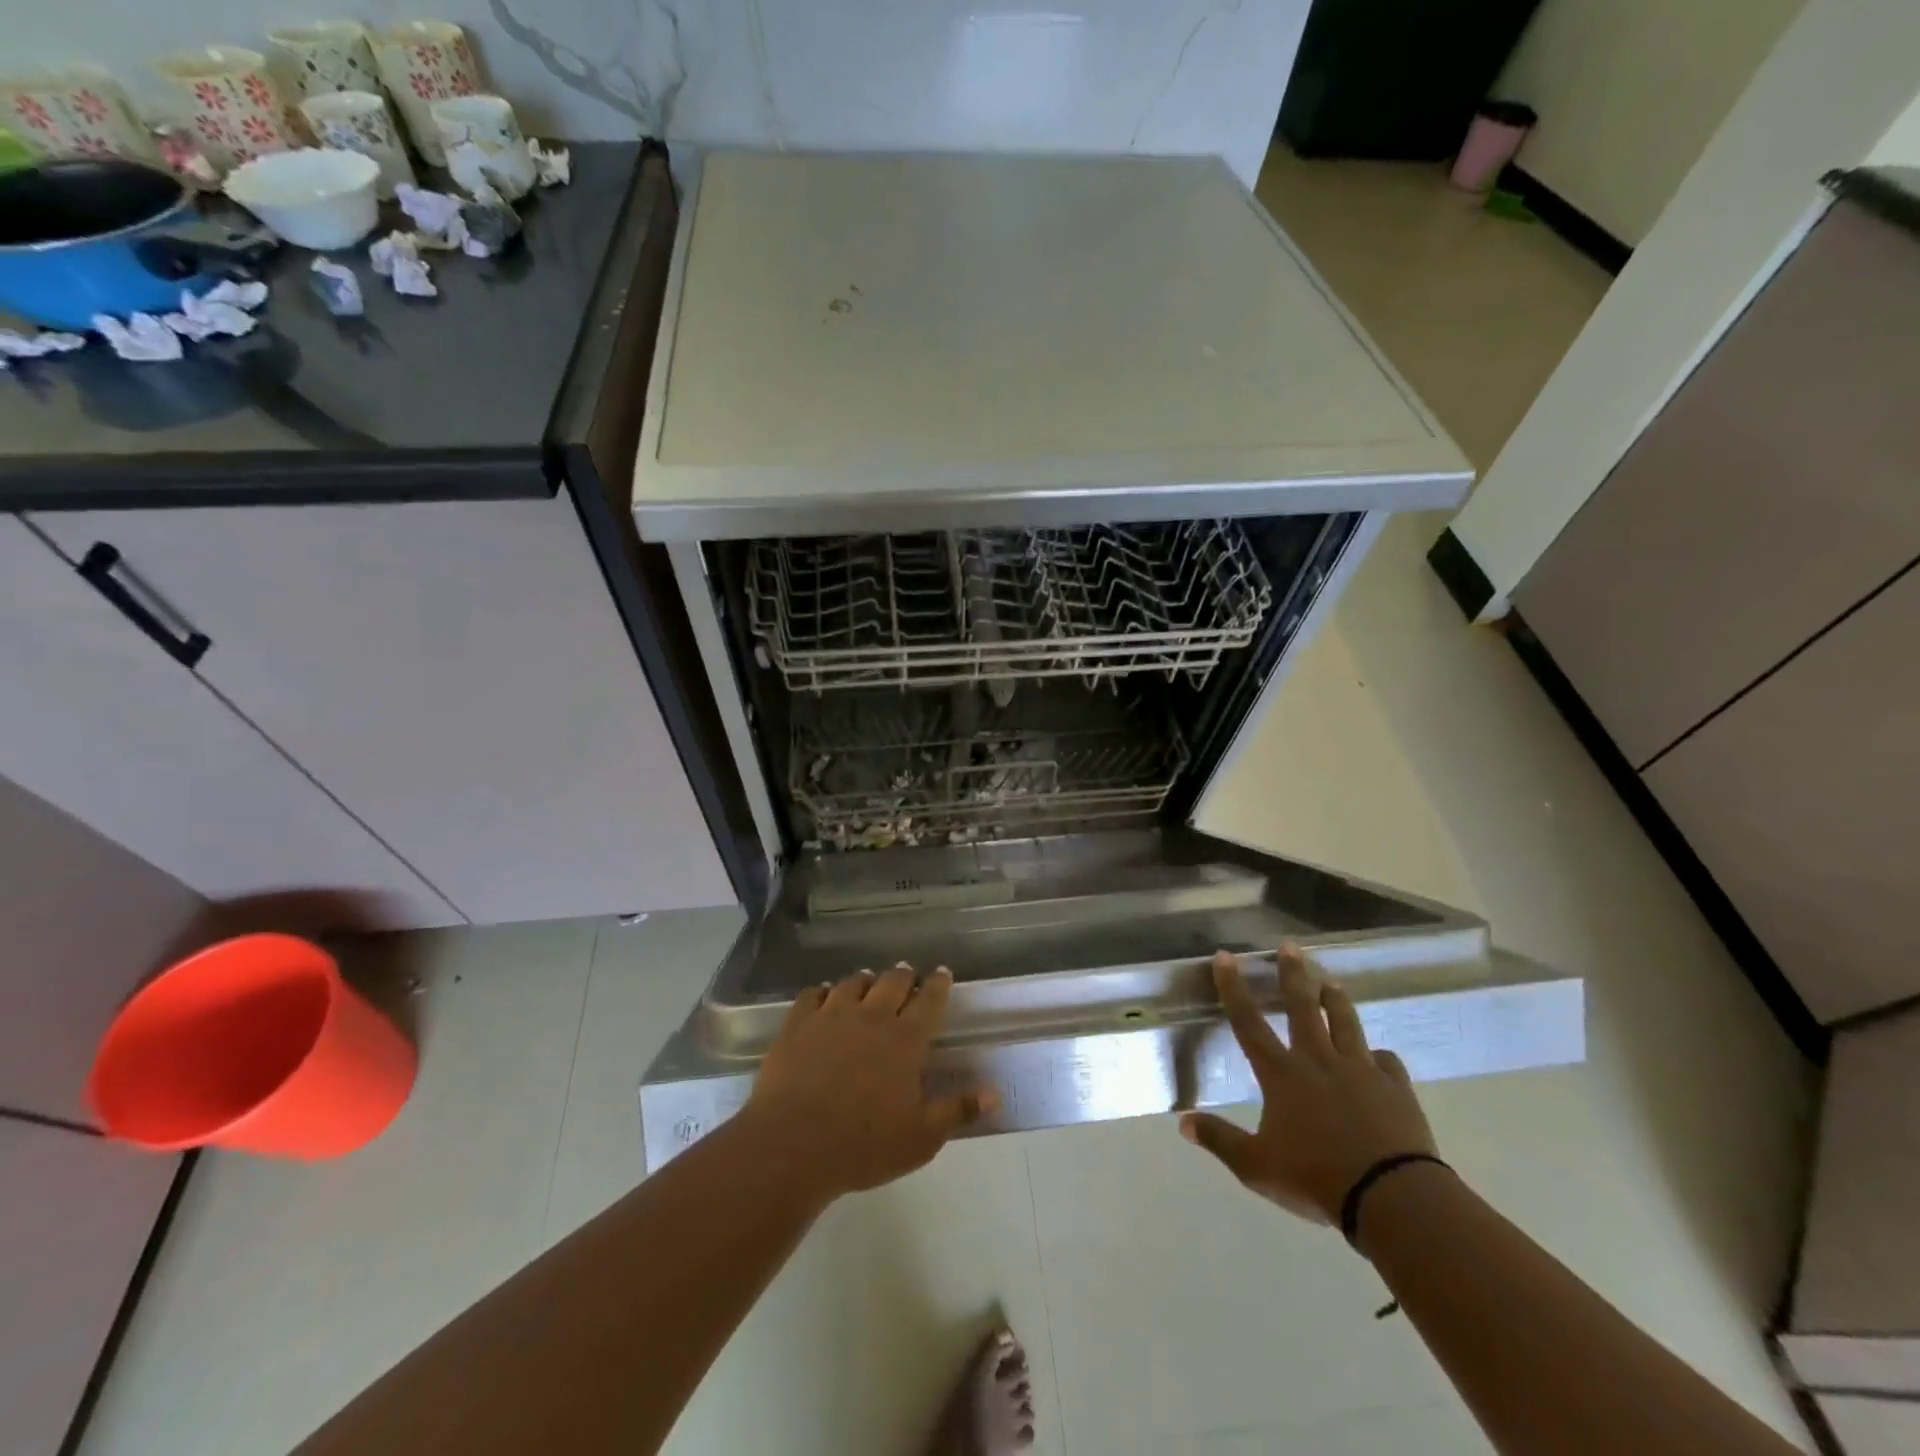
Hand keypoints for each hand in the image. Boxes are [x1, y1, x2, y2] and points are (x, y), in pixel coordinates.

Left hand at [742, 963, 993, 1200]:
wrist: (792, 1145)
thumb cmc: (863, 1145)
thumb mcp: (921, 1138)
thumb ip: (959, 1110)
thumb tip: (996, 1094)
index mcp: (905, 1040)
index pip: (929, 1001)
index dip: (938, 984)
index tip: (943, 973)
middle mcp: (871, 1017)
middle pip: (892, 983)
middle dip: (904, 976)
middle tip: (908, 973)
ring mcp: (831, 1016)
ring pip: (853, 983)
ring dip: (865, 979)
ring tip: (868, 979)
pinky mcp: (798, 1024)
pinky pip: (813, 995)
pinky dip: (823, 991)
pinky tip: (823, 994)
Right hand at [1181, 946, 1437, 1225]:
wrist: (1392, 1198)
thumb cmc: (1316, 1179)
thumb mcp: (1256, 1166)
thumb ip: (1220, 1140)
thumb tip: (1183, 1123)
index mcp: (1281, 1074)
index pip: (1248, 1022)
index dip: (1233, 987)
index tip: (1225, 956)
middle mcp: (1318, 1060)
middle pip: (1303, 1007)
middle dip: (1293, 974)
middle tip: (1290, 946)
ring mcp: (1360, 1070)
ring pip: (1345, 1023)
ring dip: (1336, 1001)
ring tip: (1331, 983)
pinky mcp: (1396, 1088)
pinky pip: (1387, 1062)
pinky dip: (1380, 1057)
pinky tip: (1380, 1058)